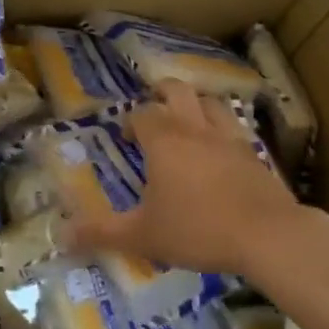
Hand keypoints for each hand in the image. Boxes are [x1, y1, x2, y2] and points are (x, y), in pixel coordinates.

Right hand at [68, 80, 302, 276]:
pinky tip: (222, 149)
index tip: (127, 139)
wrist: (267, 235)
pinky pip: (235, 127)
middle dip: (162, 93)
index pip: (142, 114)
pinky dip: (223, 129)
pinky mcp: (254, 152)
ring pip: (210, 103)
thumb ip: (102, 234)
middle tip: (154, 109)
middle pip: (177, 91)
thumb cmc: (198, 229)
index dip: (131, 122)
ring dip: (195, 105)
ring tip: (188, 121)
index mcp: (164, 140)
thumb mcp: (142, 236)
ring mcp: (229, 137)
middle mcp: (195, 128)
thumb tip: (61, 235)